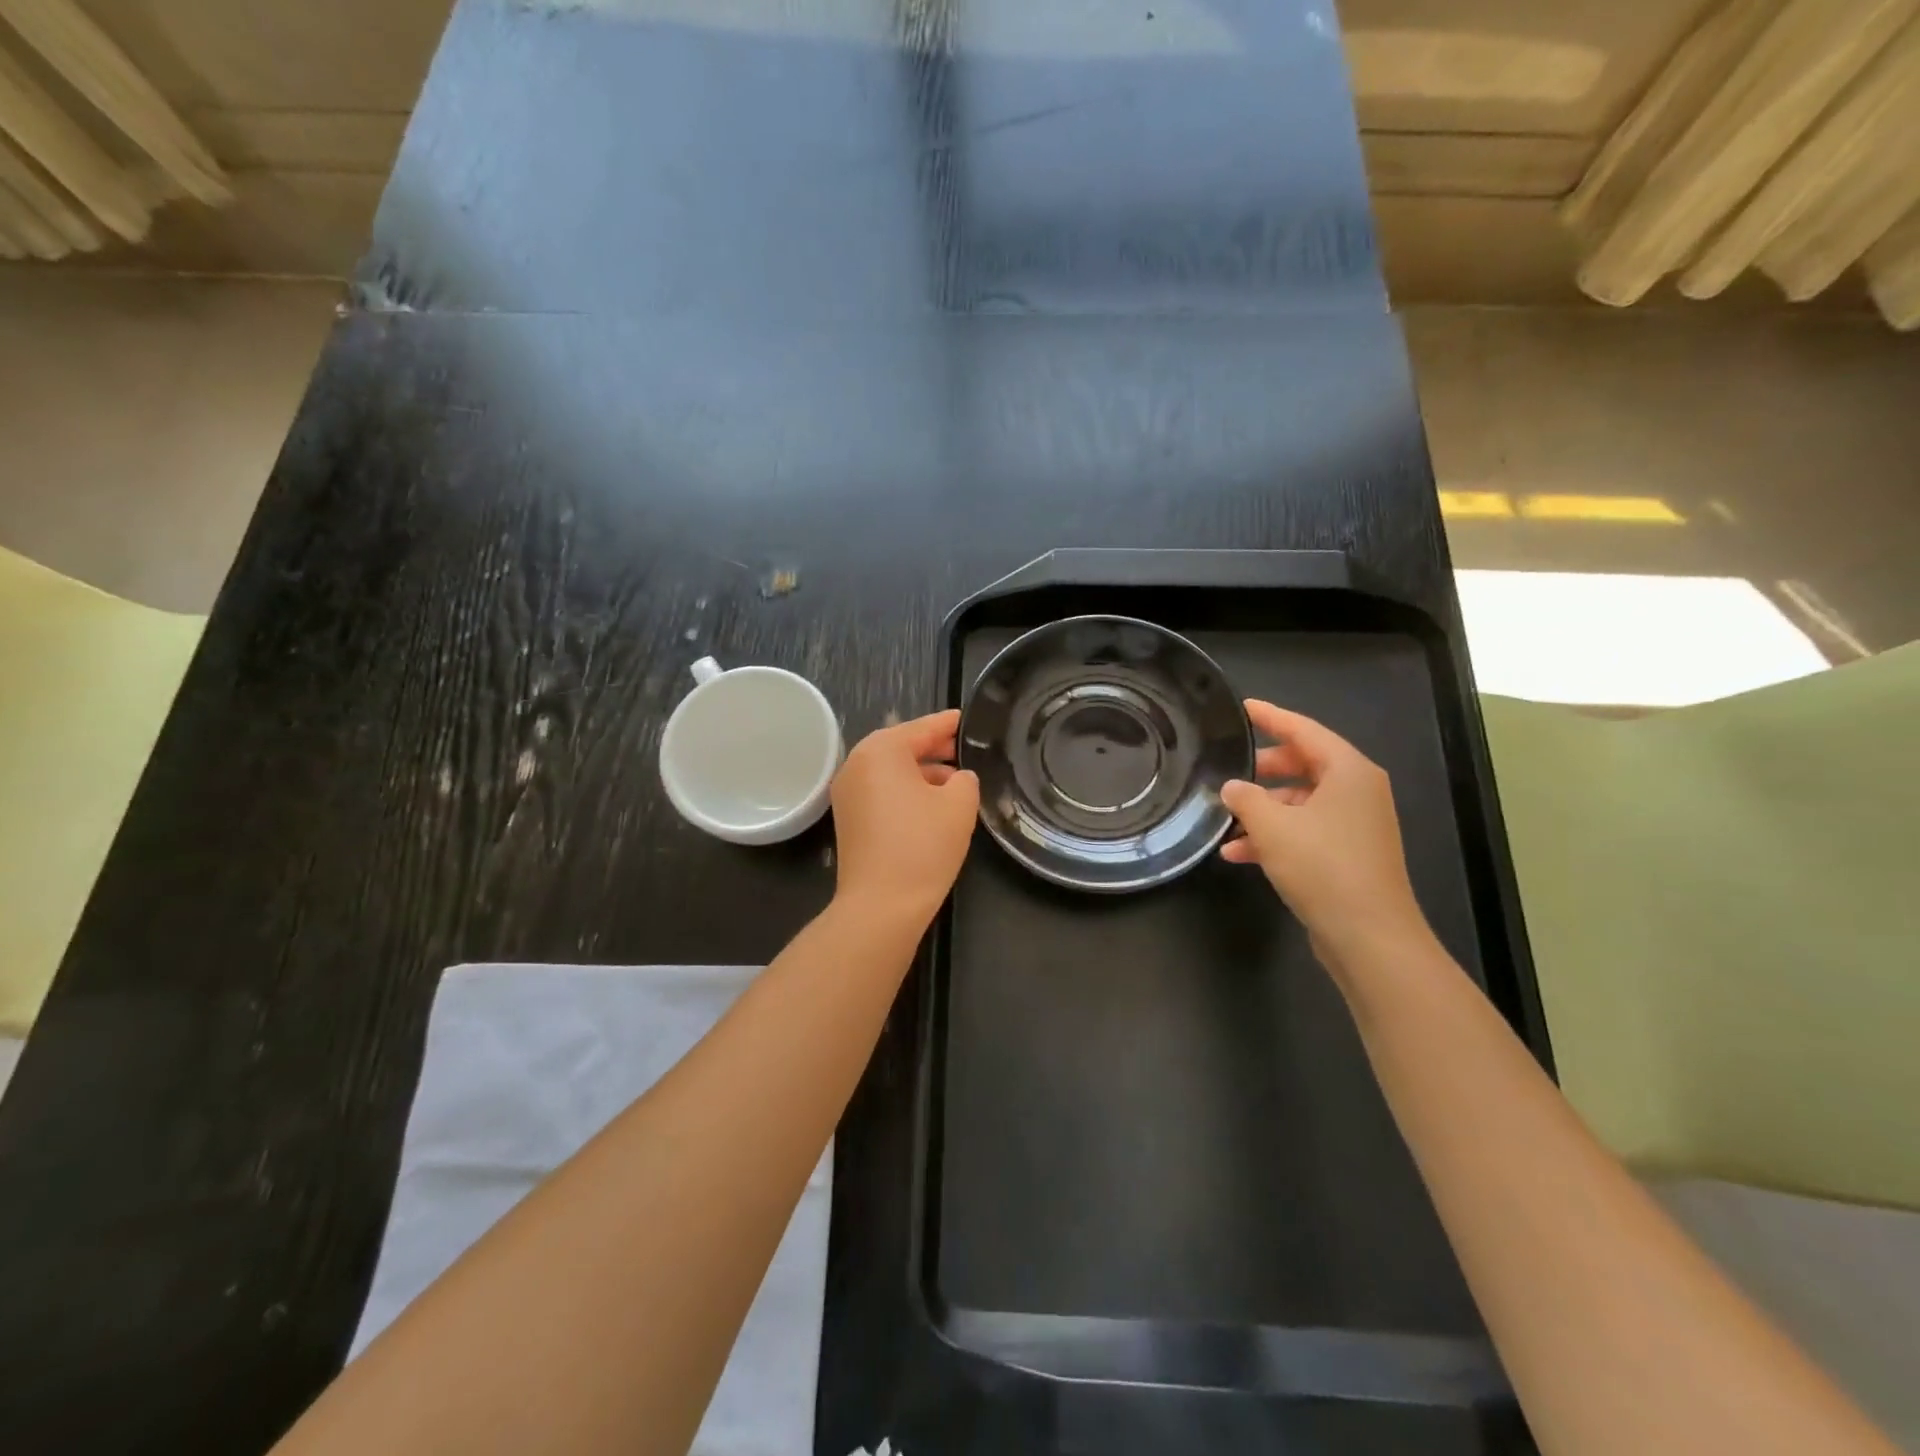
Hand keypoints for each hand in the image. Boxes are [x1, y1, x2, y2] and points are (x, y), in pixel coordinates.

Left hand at [830, 710, 979, 922]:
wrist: (880, 905)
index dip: (948, 724)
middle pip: (902, 746)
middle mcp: (857, 764)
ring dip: (922, 773)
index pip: (922, 727)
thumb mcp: (959, 805)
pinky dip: (905, 792)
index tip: (967, 718)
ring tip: (956, 782)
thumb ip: (965, 779)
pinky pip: (881, 792)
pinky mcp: (848, 819)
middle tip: (966, 750)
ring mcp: (847, 793)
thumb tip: (958, 778)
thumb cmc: (922, 846)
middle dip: (934, 748)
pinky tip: (932, 806)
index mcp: (881, 750)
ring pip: (891, 771)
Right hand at [1219, 701, 1430, 974]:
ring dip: (1263, 810)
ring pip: (1301, 802)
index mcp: (1349, 771)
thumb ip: (1245, 798)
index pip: (1304, 730)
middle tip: (1228, 769)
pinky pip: (1306, 830)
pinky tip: (1238, 853)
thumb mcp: (1272, 827)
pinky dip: (1276, 836)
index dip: (1271, 717)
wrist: (1368, 936)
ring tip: (1225, 820)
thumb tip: (1232, 787)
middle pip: (1303, 765)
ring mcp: (1356, 824)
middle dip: (1262, 770)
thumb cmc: (1323, 866)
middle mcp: (1357, 791)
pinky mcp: (1349, 854)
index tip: (1242, 707)